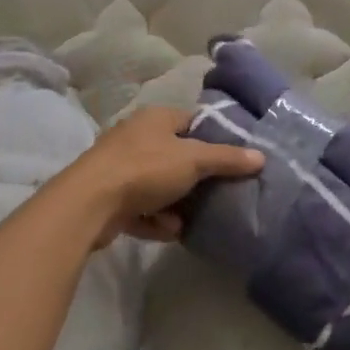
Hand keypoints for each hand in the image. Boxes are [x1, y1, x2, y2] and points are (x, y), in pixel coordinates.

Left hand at [66, 106, 263, 244]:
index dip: (213, 138)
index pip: (191, 121)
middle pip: (175, 155)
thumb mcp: (193, 160)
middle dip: (195, 178)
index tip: (231, 159)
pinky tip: (169, 231)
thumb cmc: (145, 169)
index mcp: (155, 118)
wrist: (89, 203)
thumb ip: (227, 158)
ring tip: (192, 218)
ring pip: (158, 185)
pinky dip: (155, 219)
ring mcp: (119, 167)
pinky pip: (141, 207)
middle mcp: (136, 137)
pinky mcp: (109, 197)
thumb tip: (260, 157)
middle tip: (217, 192)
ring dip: (175, 203)